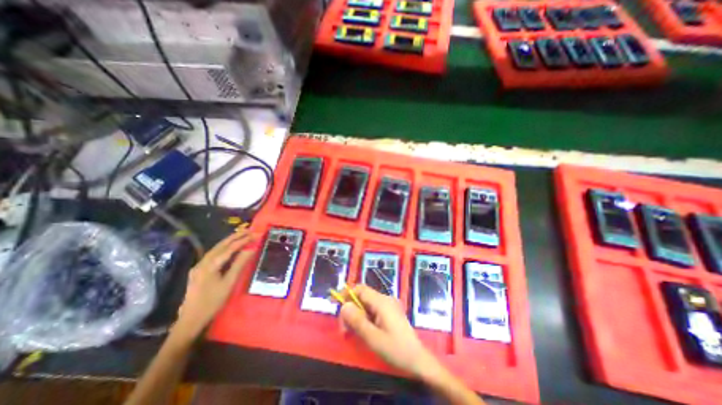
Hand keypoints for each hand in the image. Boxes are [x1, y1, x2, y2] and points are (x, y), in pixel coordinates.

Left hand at [171, 229, 255, 342]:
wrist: (190, 320)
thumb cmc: (212, 302)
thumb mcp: (229, 283)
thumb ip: (239, 264)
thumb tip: (251, 249)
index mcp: (210, 265)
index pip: (229, 248)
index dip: (242, 240)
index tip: (254, 234)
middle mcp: (203, 262)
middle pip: (221, 245)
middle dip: (235, 236)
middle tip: (248, 230)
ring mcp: (199, 266)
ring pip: (216, 249)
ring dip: (229, 241)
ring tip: (241, 235)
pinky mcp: (199, 271)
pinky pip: (213, 255)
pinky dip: (224, 248)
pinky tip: (229, 248)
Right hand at [341, 283, 445, 381]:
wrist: (418, 360)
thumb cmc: (396, 349)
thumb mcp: (373, 338)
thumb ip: (357, 321)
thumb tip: (344, 306)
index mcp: (382, 302)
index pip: (360, 289)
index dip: (346, 293)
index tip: (334, 302)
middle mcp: (385, 299)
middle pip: (362, 297)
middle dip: (350, 309)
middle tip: (343, 329)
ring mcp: (388, 305)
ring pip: (366, 304)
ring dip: (356, 315)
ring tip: (351, 333)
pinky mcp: (390, 312)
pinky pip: (372, 310)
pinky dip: (364, 318)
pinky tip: (362, 331)